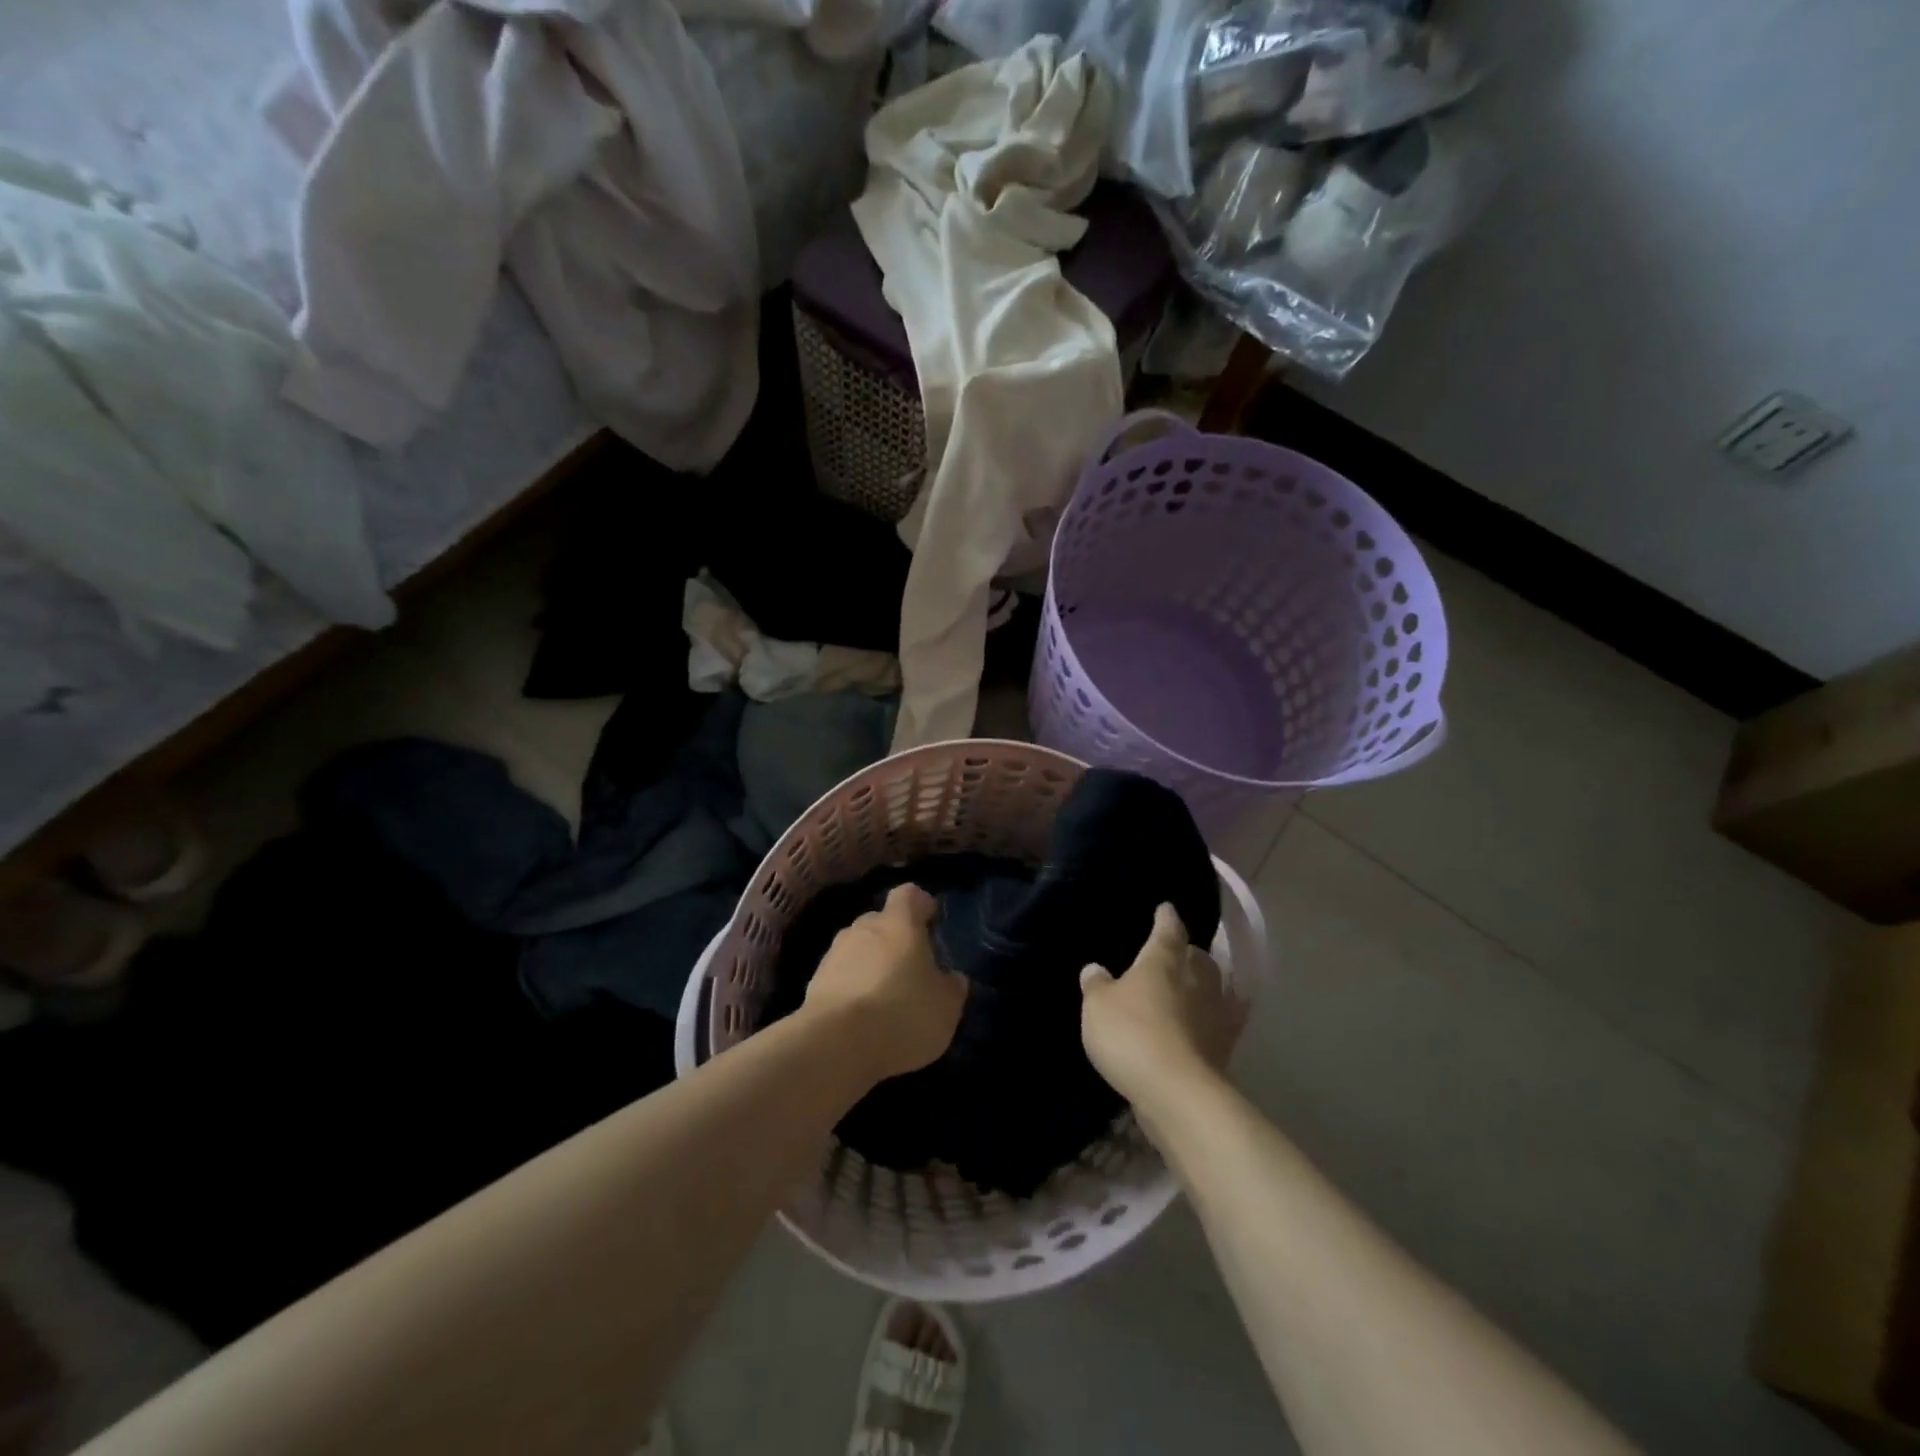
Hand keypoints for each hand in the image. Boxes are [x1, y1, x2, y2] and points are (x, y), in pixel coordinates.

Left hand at [804, 884, 967, 1083]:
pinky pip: (840, 976)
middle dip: (894, 939)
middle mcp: (863, 927)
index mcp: (899, 923)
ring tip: (884, 998)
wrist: (835, 1046)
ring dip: (871, 964)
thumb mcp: (946, 1007)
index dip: (921, 905)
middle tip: (910, 969)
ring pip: (858, 949)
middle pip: (881, 921)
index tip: (931, 922)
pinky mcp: (814, 983)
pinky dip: (851, 988)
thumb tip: (951, 977)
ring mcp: (834, 953)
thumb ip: (952, 986)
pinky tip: (861, 1017)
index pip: (909, 894)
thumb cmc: (901, 1014)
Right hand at [1079, 904, 1246, 1110]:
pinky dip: (1211, 1019)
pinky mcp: (1224, 1046)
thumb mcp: (1097, 1006)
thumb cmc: (1131, 1034)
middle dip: (1186, 953)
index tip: (1165, 908)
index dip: (1165, 917)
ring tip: (1183, 988)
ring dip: (1200, 985)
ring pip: (1211, 987)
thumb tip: (1095, 968)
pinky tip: (1202, 1024)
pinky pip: (1218, 1022)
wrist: (1176, 1092)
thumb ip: (1096, 984)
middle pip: (1196, 957)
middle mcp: (1195, 978)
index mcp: (1163, 959)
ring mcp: (1215, 1012)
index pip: (1168, 928)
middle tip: (1172, 954)